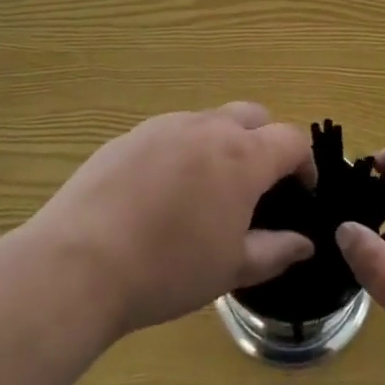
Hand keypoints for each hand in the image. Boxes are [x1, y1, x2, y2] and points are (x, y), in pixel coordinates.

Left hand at [31, 103, 316, 337]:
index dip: (304, 163)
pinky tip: (161, 194)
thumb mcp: (231, 268)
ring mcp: (166, 125)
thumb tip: (304, 242)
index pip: (291, 139)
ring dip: (222, 144)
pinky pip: (172, 133)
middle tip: (257, 185)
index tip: (301, 192)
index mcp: (242, 155)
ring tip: (206, 191)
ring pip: (210, 120)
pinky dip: (183, 151)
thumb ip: (275, 250)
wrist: (80, 262)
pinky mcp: (131, 135)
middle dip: (265, 141)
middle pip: (253, 115)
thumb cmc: (168, 269)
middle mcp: (208, 127)